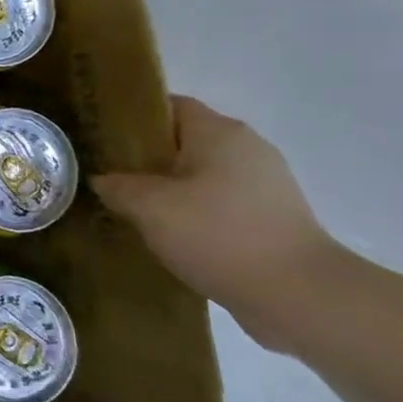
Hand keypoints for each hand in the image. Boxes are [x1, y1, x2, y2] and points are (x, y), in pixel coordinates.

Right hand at [92, 96, 344, 350]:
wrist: (300, 296)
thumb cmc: (218, 235)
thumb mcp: (149, 208)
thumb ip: (118, 187)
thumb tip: (105, 181)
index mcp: (219, 132)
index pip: (168, 106)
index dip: (132, 118)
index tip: (102, 139)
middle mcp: (247, 147)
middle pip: (185, 140)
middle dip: (147, 156)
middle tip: (110, 176)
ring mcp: (266, 183)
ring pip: (203, 173)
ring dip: (171, 186)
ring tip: (136, 209)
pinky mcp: (274, 216)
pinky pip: (221, 201)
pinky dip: (195, 210)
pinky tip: (172, 234)